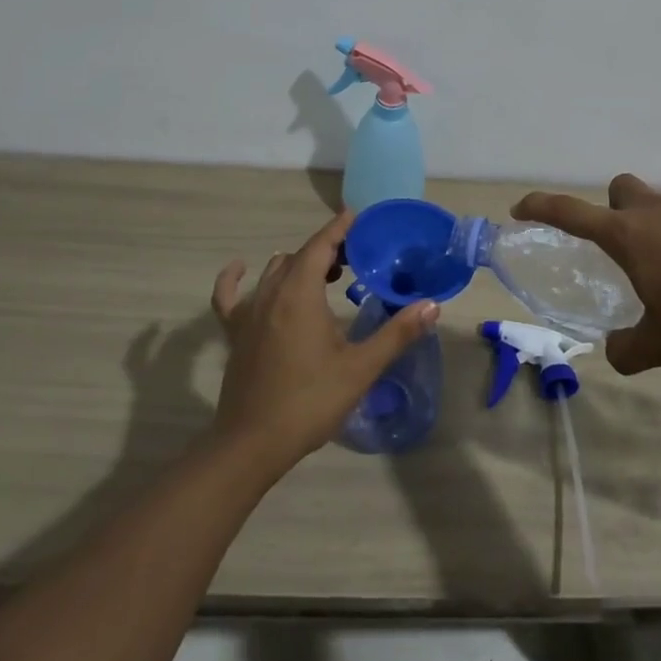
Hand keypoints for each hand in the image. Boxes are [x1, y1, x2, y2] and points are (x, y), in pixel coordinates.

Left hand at [211, 211, 438, 470]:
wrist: (253, 444)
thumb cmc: (310, 402)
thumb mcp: (360, 368)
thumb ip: (396, 334)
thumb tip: (431, 306)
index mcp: (301, 293)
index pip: (321, 245)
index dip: (339, 228)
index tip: (357, 216)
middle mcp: (272, 292)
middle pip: (300, 256)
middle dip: (327, 248)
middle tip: (356, 255)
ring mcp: (249, 311)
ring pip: (274, 270)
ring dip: (299, 263)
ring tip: (326, 273)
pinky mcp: (235, 332)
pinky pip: (229, 294)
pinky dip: (234, 277)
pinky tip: (240, 268)